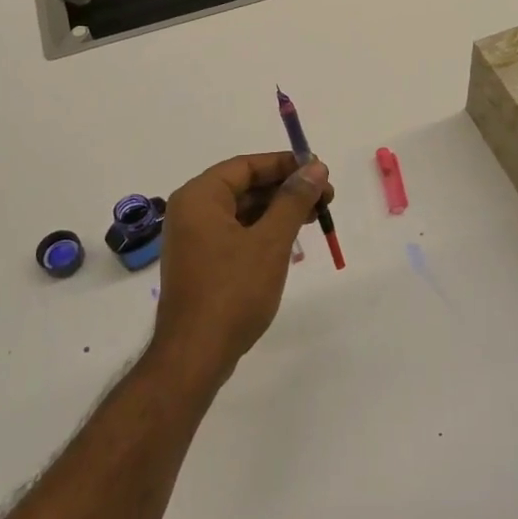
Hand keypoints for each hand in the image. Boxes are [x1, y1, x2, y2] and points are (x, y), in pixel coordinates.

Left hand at [151, 152, 332, 383]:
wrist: (196, 354)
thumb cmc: (233, 291)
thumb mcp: (270, 242)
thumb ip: (293, 200)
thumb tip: (315, 168)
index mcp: (200, 197)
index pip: (246, 166)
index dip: (285, 164)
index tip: (321, 170)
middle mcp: (191, 211)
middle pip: (244, 186)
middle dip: (286, 189)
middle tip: (326, 196)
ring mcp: (194, 239)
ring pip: (242, 211)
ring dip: (278, 210)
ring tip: (316, 216)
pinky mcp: (202, 262)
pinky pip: (235, 233)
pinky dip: (263, 231)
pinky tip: (290, 239)